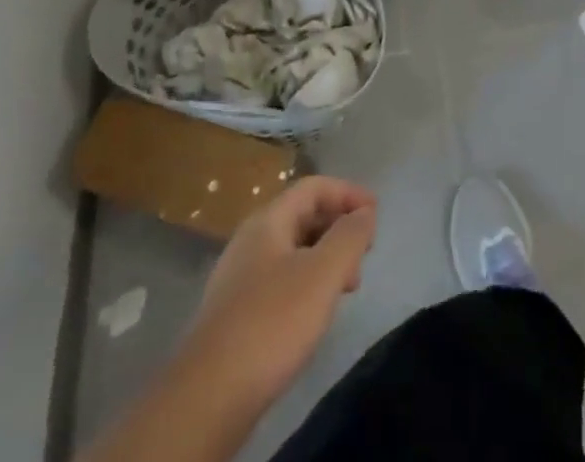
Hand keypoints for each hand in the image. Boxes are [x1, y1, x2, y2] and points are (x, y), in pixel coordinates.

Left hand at [180, 176, 378, 415]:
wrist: (208, 397)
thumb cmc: (272, 323)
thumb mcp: (322, 274)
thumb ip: (349, 236)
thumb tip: (365, 213)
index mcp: (268, 220)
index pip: (314, 187)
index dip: (348, 193)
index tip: (376, 214)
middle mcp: (251, 240)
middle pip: (303, 215)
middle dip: (339, 227)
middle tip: (365, 254)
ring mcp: (240, 277)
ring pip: (293, 250)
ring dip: (326, 258)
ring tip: (347, 287)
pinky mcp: (236, 312)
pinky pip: (281, 279)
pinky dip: (308, 283)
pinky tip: (316, 312)